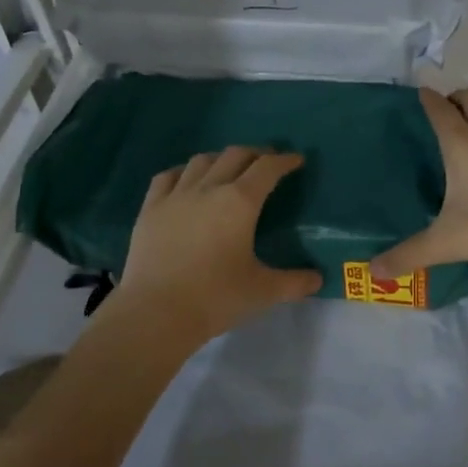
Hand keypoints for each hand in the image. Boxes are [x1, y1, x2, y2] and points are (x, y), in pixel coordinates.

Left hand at [112, 146, 322, 344]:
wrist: (156, 312)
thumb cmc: (216, 298)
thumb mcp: (263, 291)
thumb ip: (295, 282)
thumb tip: (318, 279)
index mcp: (240, 202)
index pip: (267, 168)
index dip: (284, 161)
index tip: (295, 160)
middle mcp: (208, 188)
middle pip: (235, 155)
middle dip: (256, 154)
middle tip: (267, 163)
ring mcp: (175, 196)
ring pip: (201, 161)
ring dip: (221, 159)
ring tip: (229, 169)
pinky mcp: (150, 209)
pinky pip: (168, 177)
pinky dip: (184, 172)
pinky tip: (187, 180)